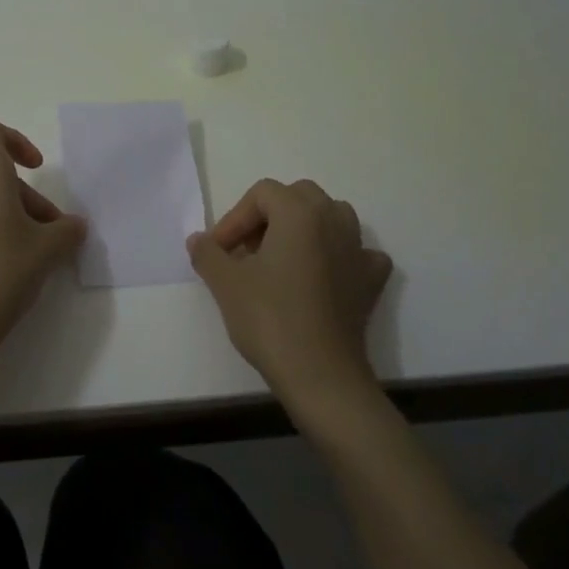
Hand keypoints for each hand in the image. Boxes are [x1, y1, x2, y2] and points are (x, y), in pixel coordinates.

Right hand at [188, 179, 392, 415]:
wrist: (320, 374)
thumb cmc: (269, 318)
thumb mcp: (225, 282)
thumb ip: (208, 253)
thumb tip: (198, 240)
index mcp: (300, 213)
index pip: (262, 193)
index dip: (234, 218)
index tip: (219, 251)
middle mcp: (335, 220)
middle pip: (299, 197)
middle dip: (269, 216)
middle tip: (247, 250)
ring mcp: (359, 250)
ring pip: (330, 218)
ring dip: (304, 229)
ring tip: (280, 259)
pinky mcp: (371, 280)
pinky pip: (355, 252)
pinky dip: (337, 256)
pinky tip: (321, 276)